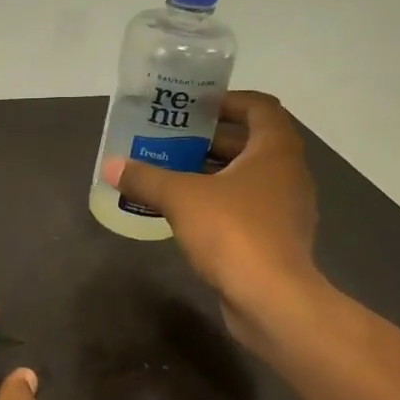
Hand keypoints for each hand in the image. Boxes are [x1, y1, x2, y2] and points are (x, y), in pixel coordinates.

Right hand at [103, 90, 320, 345]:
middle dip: (211, 139)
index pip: (259, 107)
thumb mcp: (181, 198)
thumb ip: (146, 179)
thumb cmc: (233, 232)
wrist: (272, 299)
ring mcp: (287, 209)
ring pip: (249, 178)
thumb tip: (110, 166)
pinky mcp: (278, 239)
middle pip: (251, 143)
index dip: (228, 101)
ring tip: (174, 173)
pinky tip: (188, 213)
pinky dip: (222, 202)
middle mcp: (288, 173)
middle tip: (172, 141)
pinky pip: (248, 207)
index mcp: (276, 150)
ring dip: (214, 172)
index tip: (195, 107)